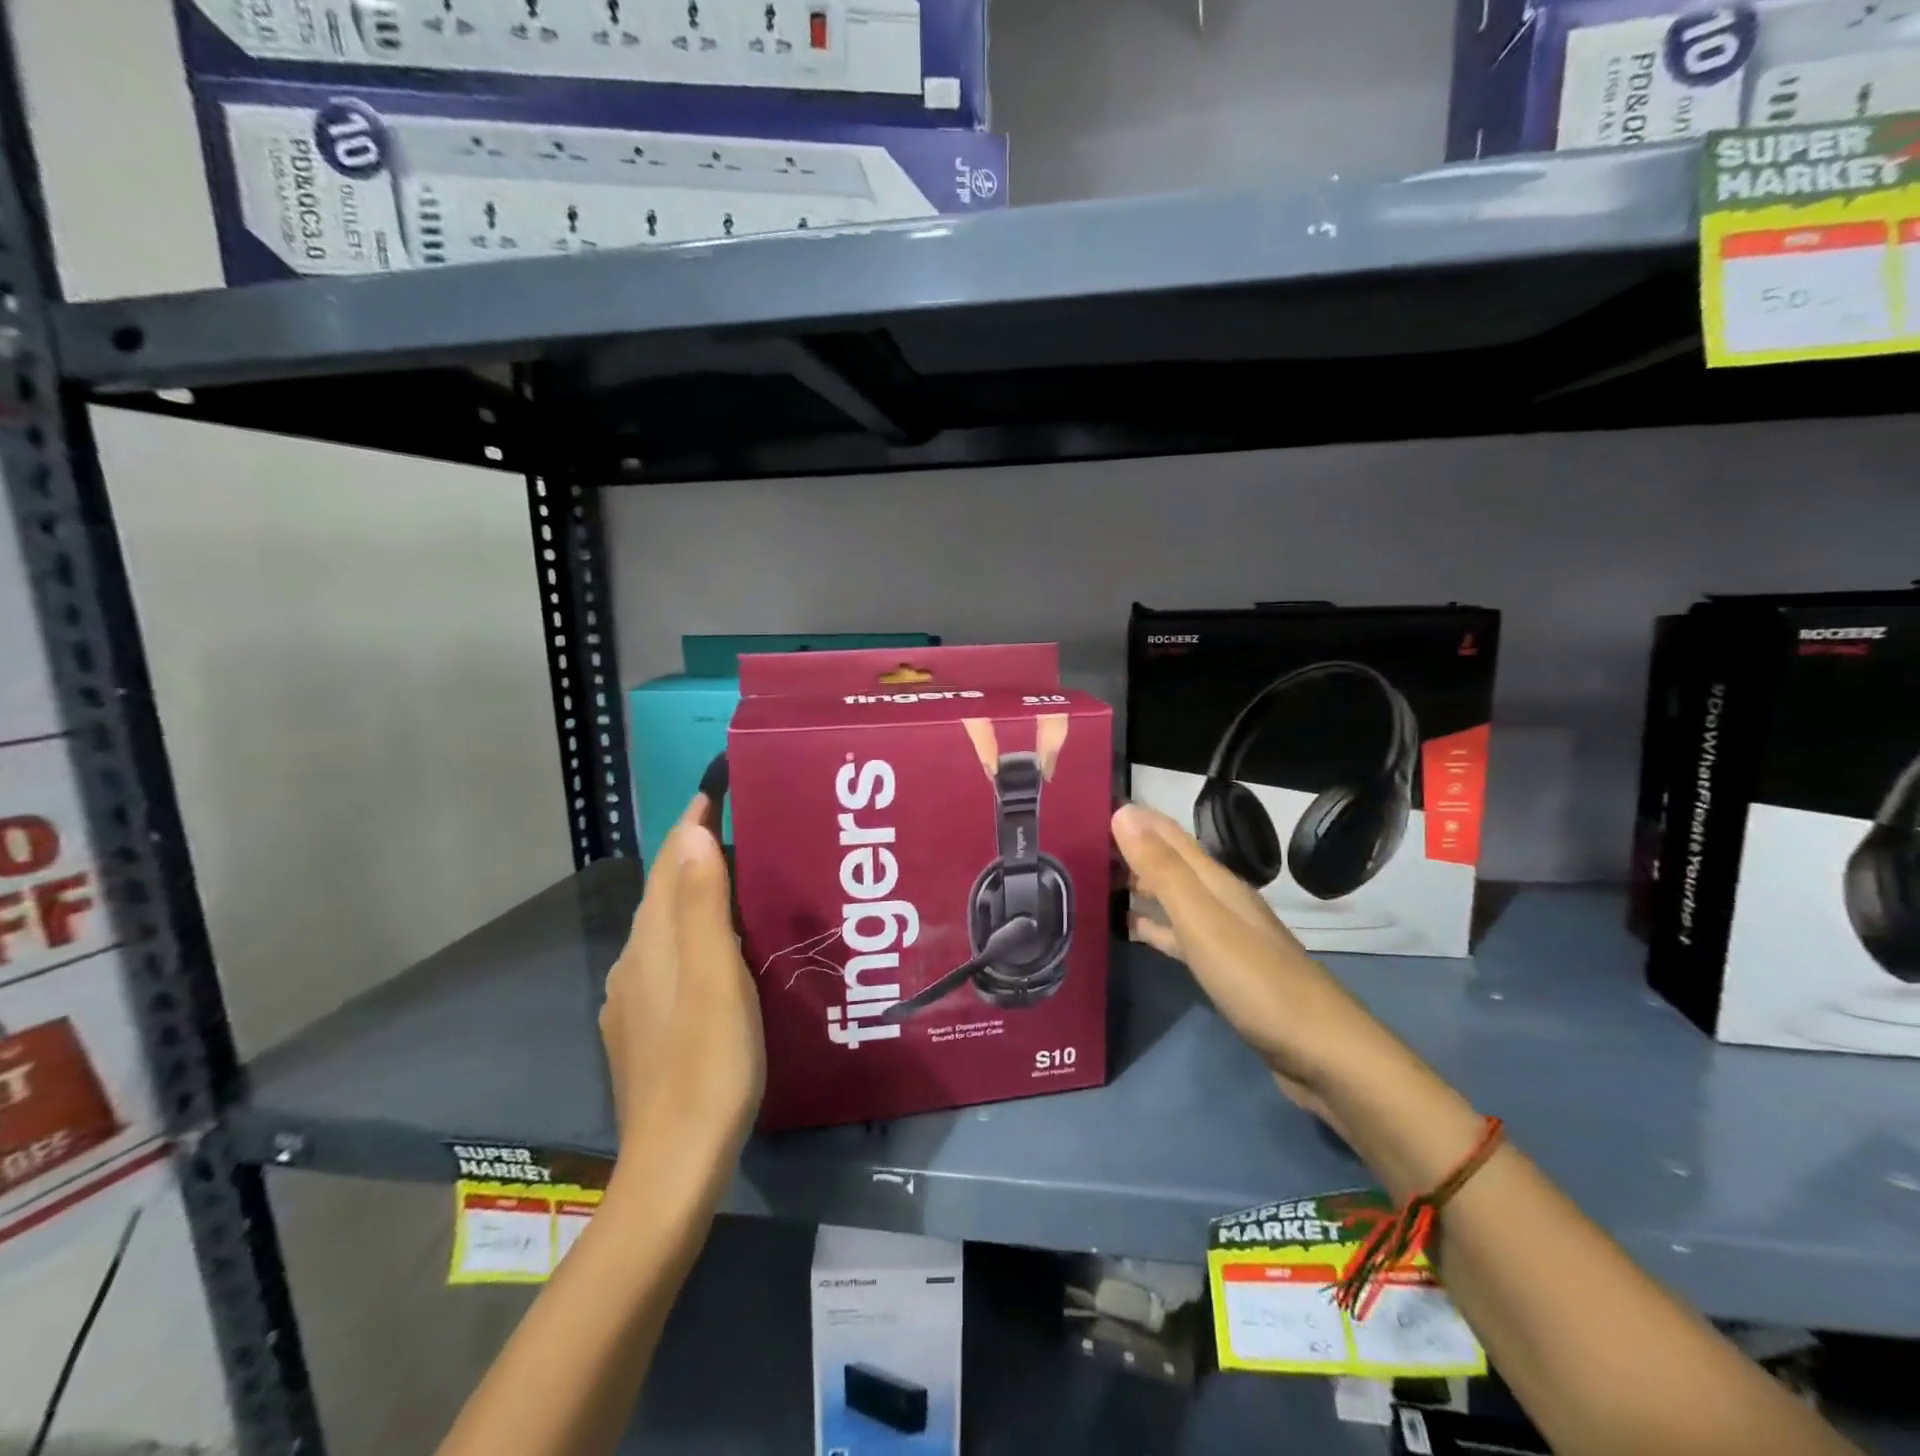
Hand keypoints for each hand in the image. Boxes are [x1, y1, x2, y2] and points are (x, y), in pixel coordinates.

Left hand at [600, 795, 764, 1172]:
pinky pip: (663, 960)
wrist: (673, 1164)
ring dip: (689, 894)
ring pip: (661, 928)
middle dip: (689, 855)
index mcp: (652, 945)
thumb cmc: (708, 1064)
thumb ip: (703, 907)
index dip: (688, 827)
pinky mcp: (641, 1031)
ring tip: (729, 880)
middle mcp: (633, 964)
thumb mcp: (716, 979)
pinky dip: (687, 936)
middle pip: (661, 893)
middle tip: (733, 829)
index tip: (713, 792)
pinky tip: (710, 952)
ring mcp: (632, 1001)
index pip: (669, 867)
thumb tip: (692, 836)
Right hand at [1112, 803, 1382, 1124]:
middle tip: (1083, 848)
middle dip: (1133, 852)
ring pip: (1173, 899)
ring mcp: (1223, 936)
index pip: (1170, 837)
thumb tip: (1123, 813)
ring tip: (1097, 884)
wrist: (1319, 1051)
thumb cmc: (1255, 980)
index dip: (1137, 820)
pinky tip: (1132, 932)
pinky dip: (1153, 927)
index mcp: (1216, 882)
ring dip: (1140, 888)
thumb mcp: (1201, 919)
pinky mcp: (1223, 969)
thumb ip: (1162, 869)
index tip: (1095, 808)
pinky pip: (1178, 935)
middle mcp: (1220, 901)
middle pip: (1171, 865)